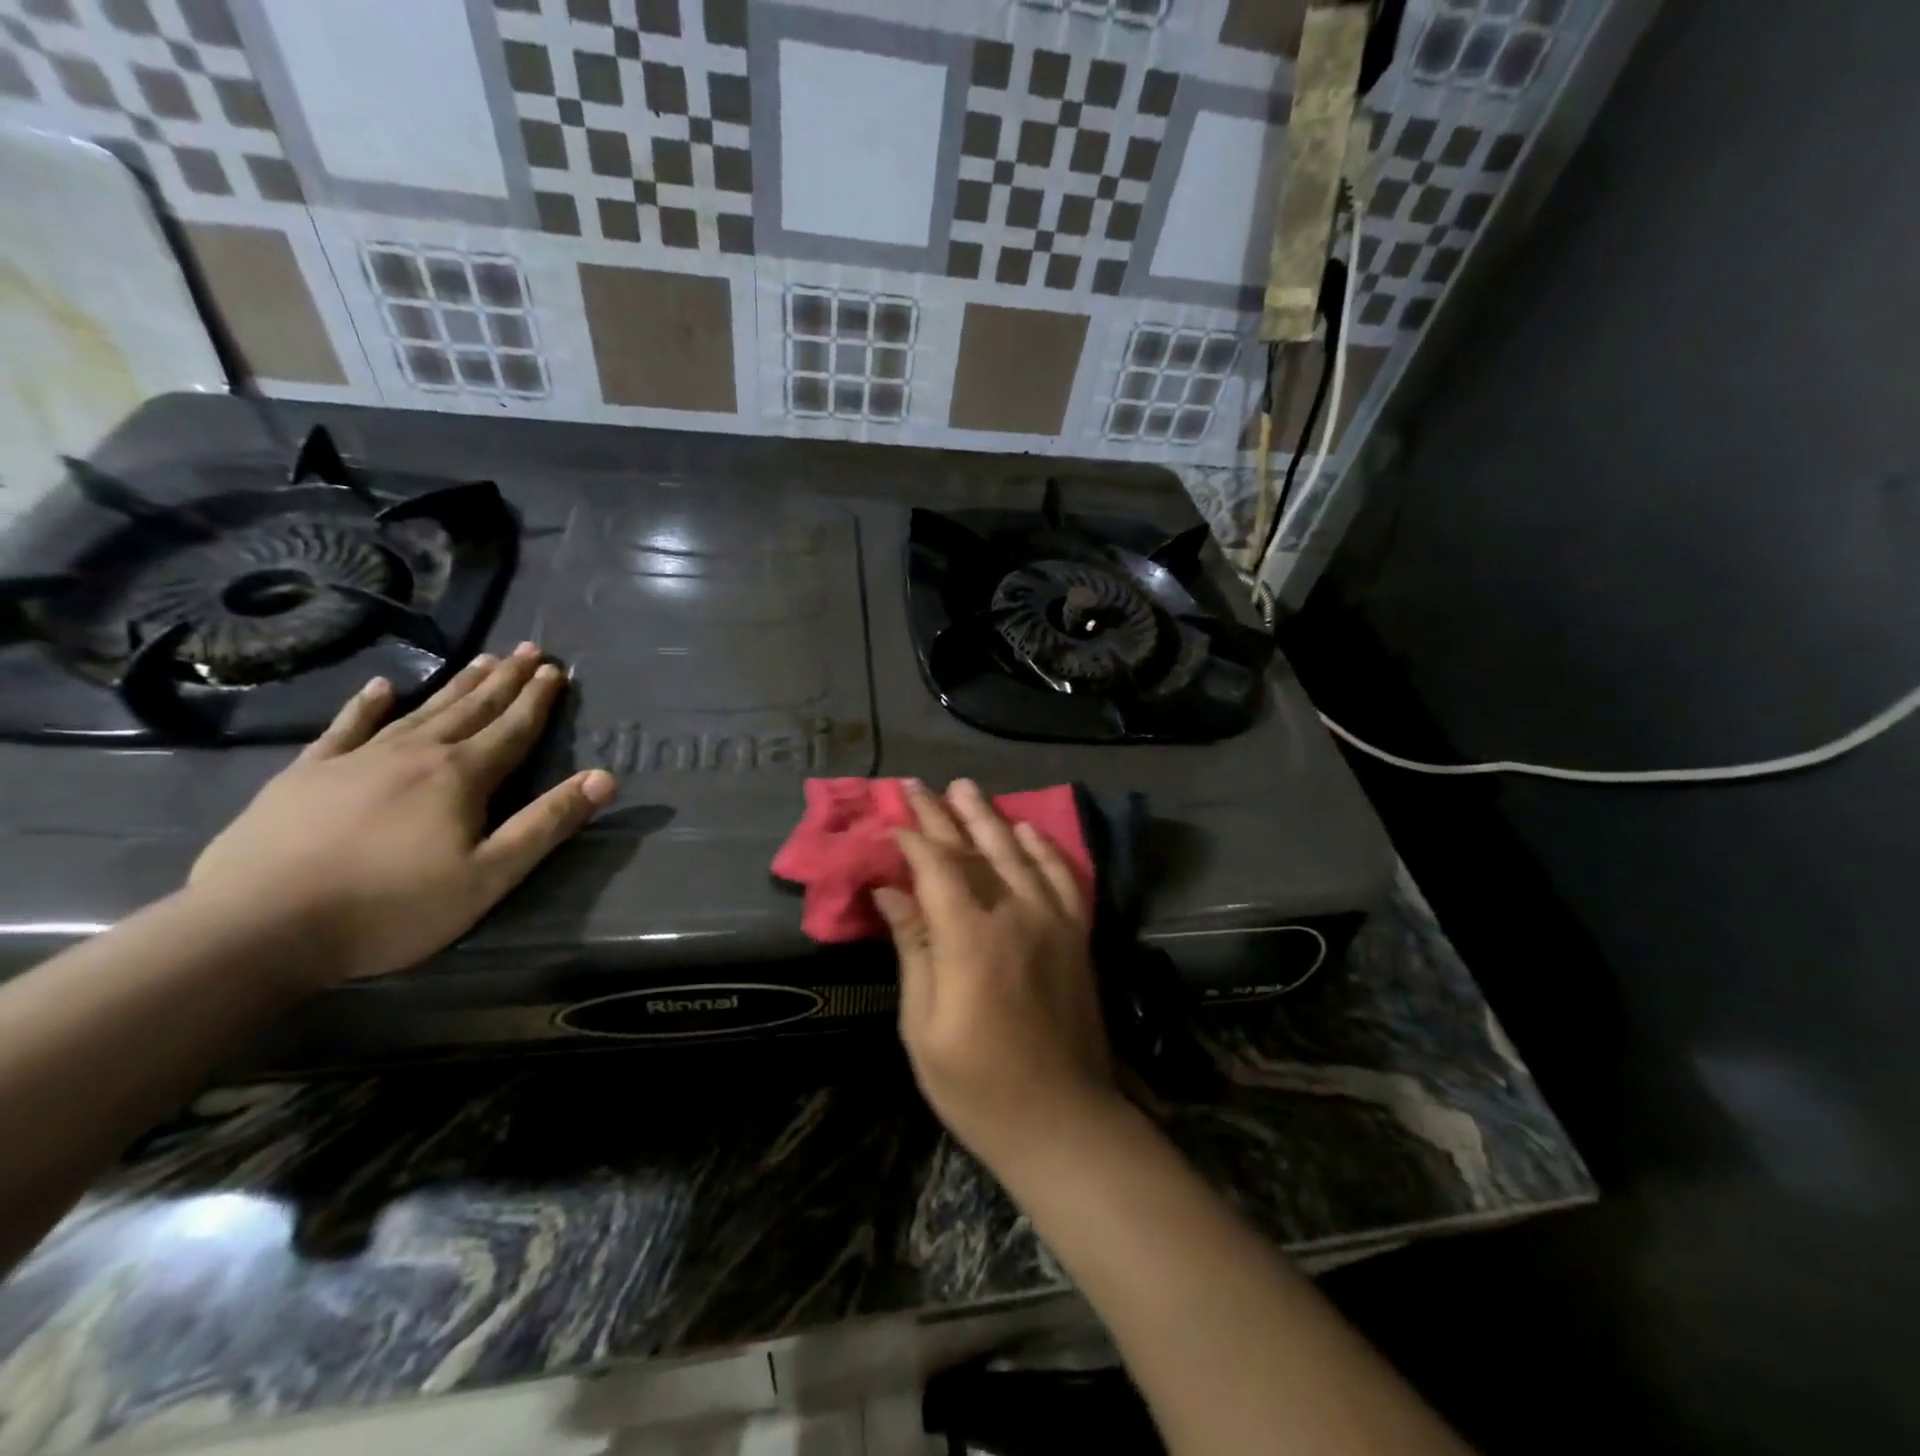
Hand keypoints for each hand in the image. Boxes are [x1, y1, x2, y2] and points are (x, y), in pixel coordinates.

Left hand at [189, 643, 614, 985]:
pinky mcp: (307, 773)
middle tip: (527, 648)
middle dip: (504, 679)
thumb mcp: (490, 875)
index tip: (556, 668)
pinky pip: (346, 727)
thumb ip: (547, 823)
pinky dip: (367, 705)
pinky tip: (382, 687)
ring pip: (421, 710)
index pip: (512, 729)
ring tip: (481, 658)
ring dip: (456, 684)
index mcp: (462, 777)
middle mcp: (416, 753)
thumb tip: (604, 778)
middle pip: (471, 708)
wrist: (258, 926)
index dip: (538, 699)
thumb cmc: (392, 907)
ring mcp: (357, 758)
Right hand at [874, 779, 1117, 1170]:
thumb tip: (890, 890)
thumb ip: (913, 948)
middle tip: (919, 784)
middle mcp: (1015, 914)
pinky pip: (1061, 877)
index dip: (911, 837)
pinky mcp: (1076, 935)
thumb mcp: (923, 1025)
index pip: (936, 866)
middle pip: (975, 850)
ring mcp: (1052, 921)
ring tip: (966, 789)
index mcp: (970, 937)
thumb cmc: (977, 1085)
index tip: (889, 818)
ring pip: (1017, 853)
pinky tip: (1027, 830)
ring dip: (989, 818)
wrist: (1061, 1120)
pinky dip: (1042, 848)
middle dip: (944, 814)